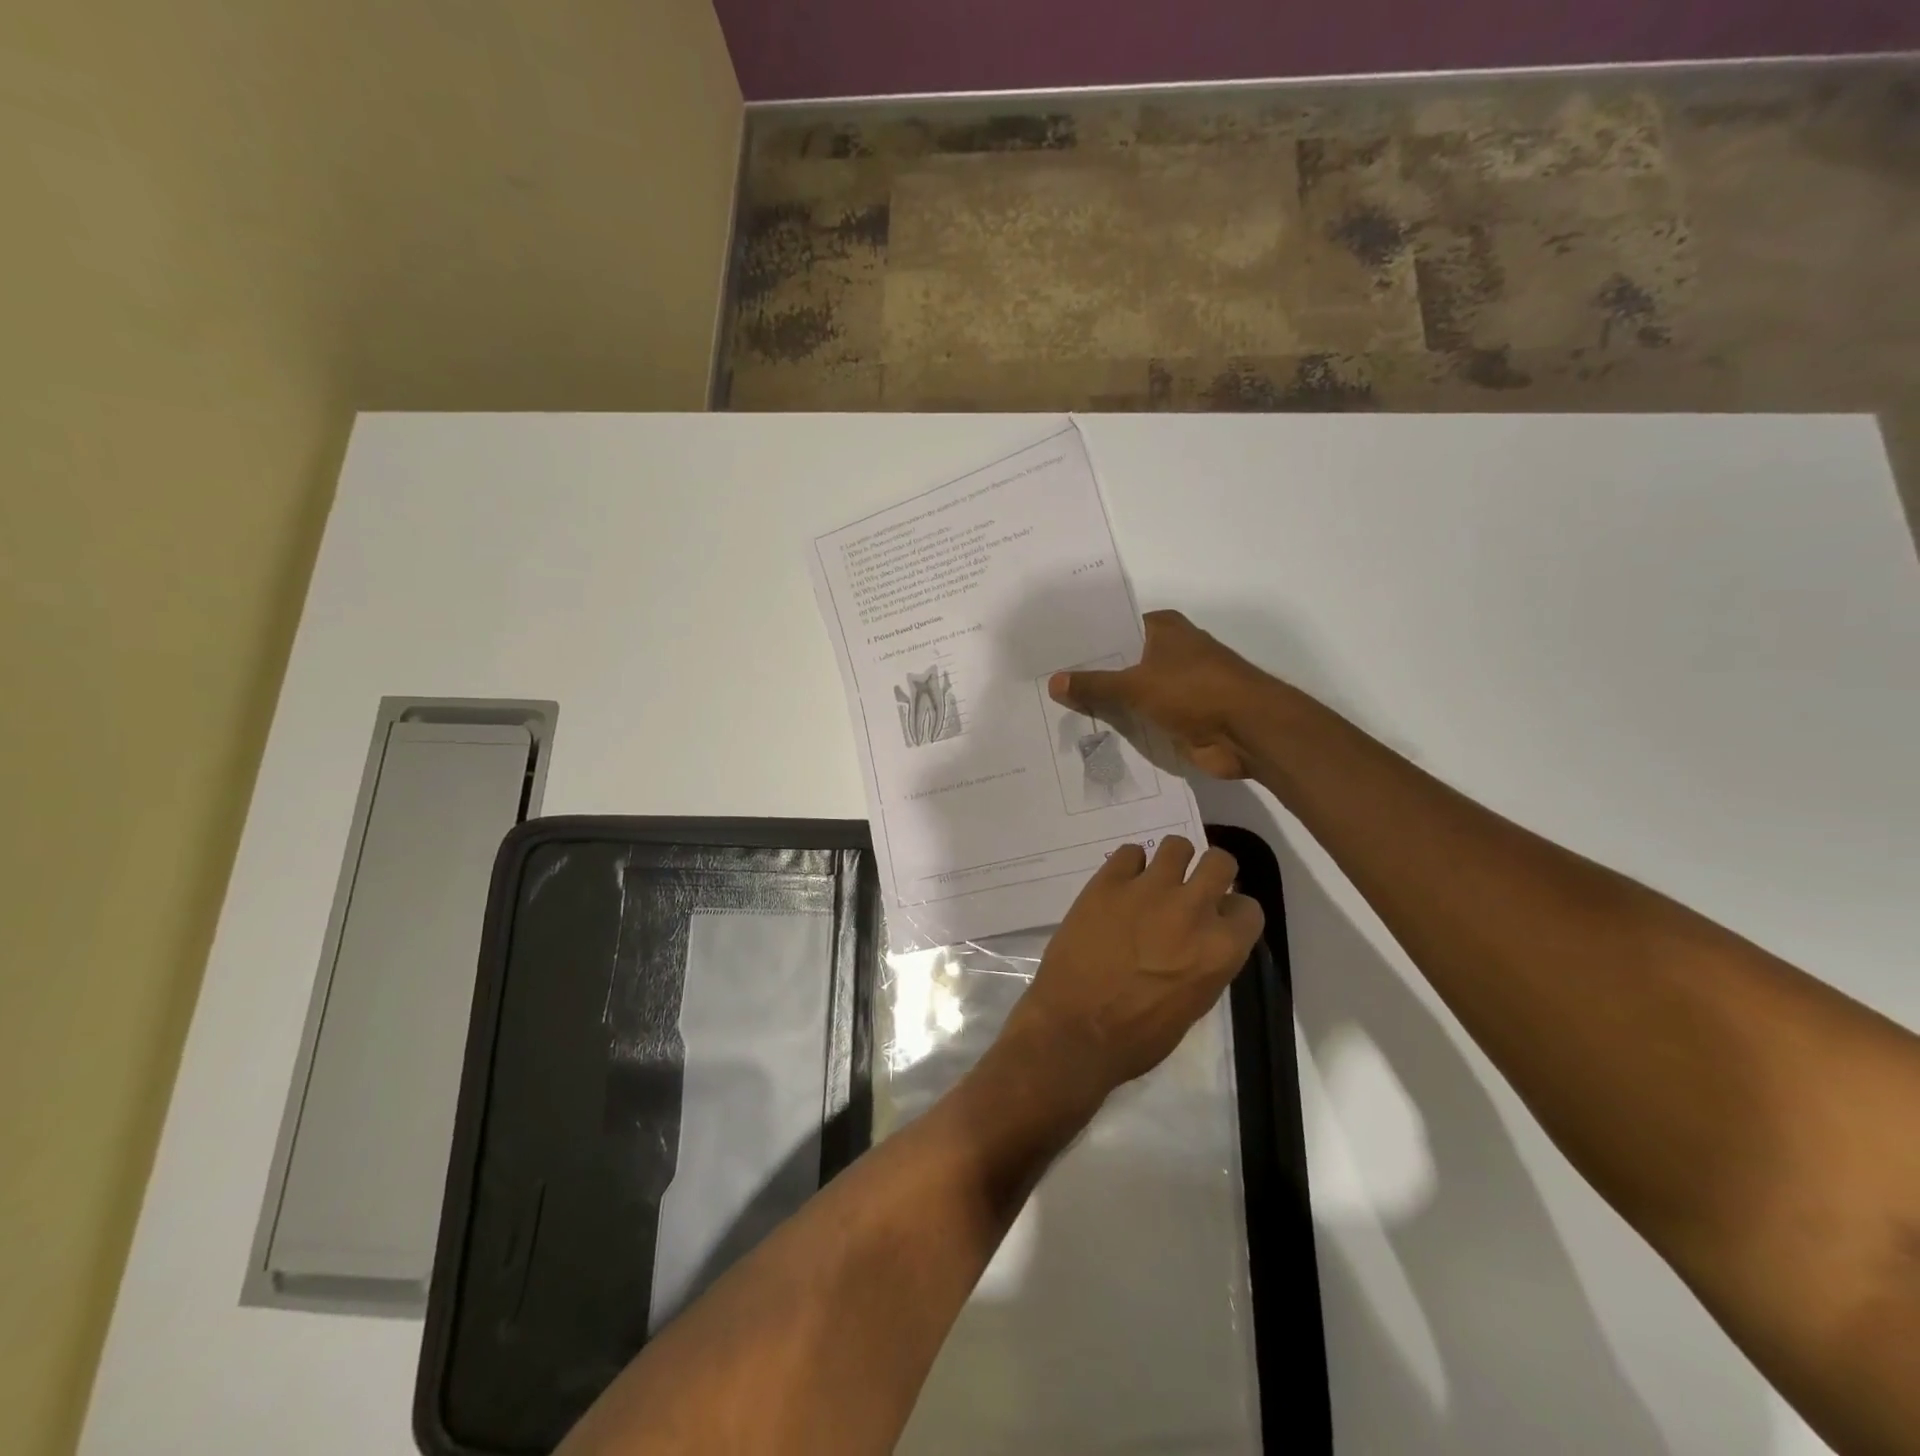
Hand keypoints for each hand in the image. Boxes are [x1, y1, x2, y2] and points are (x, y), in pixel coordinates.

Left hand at [1003, 837, 1265, 1095]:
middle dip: (1211, 872)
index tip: (1217, 917)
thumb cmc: (1138, 1036)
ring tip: (1155, 880)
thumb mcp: (1193, 1005)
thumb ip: (1205, 962)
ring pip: (1176, 846)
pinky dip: (1128, 866)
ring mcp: (1149, 890)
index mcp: (1221, 949)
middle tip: (1191, 886)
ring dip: (1171, 861)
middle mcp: (1192, 910)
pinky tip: (1120, 885)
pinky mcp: (1108, 882)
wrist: (1075, 1030)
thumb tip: (1199, 941)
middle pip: (1220, 862)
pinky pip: (1129, 852)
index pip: (1248, 908)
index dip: (1232, 912)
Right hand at [1048, 610, 1270, 778]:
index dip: (1085, 642)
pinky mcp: (1178, 718)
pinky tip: (1087, 735)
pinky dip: (1122, 728)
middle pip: (1120, 663)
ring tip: (1057, 712)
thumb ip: (1094, 685)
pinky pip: (1140, 720)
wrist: (1248, 732)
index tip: (1051, 653)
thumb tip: (1054, 682)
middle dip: (1089, 677)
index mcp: (1163, 630)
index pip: (1114, 630)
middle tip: (1044, 685)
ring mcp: (1175, 688)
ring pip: (1129, 695)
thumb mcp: (1136, 685)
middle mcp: (1169, 653)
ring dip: (1104, 706)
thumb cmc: (1194, 691)